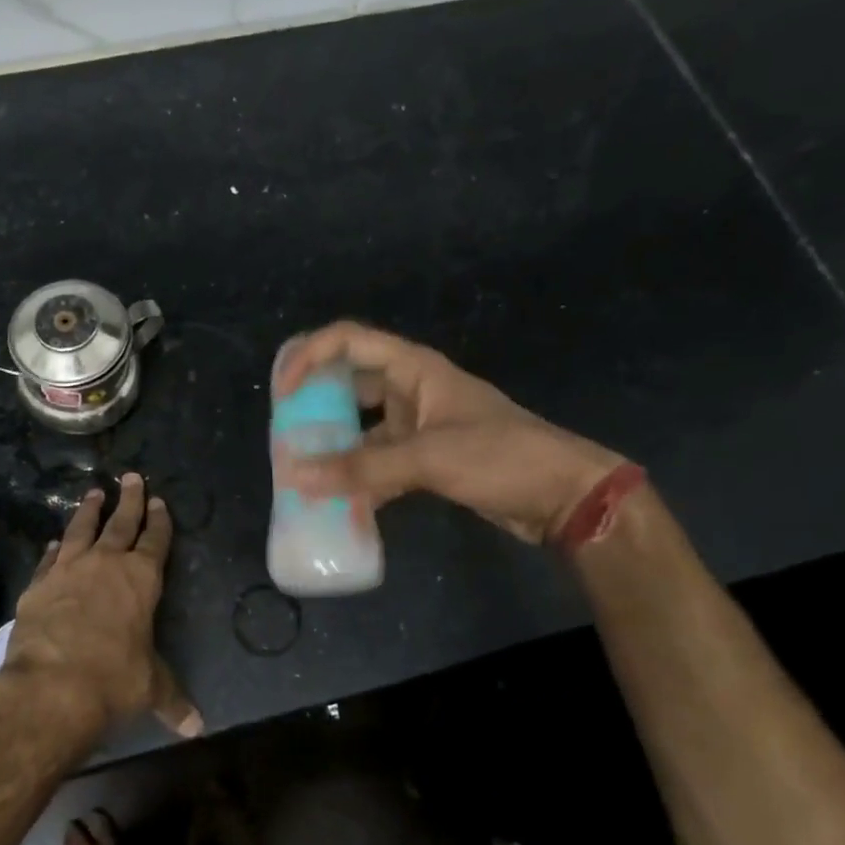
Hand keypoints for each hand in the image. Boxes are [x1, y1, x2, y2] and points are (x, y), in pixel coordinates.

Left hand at [2, 473, 202, 739]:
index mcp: (141, 579)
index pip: (155, 540)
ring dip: (89, 511)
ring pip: (82, 530)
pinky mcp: (39, 585)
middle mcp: (106, 564)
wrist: (51, 687)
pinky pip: (50, 558)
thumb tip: (197, 729)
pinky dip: (55, 548)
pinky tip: (55, 542)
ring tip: (94, 493)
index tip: (160, 501)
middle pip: (121, 522)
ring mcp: (68, 571)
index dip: (159, 520)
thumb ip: (173, 700)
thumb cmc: (113, 681)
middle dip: (129, 499)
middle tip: (131, 477)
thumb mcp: (150, 689)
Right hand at [275, 322, 625, 543]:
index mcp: (414, 369)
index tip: (282, 391)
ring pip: (361, 428)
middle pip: (349, 384)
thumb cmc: (501, 457)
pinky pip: (378, 462)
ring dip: (334, 447)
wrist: (564, 497)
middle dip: (314, 405)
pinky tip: (336, 502)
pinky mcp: (425, 460)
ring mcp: (418, 426)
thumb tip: (298, 477)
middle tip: (281, 432)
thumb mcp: (430, 457)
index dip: (309, 356)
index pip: (349, 342)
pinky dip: (358, 479)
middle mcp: (411, 390)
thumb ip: (363, 468)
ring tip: (299, 470)